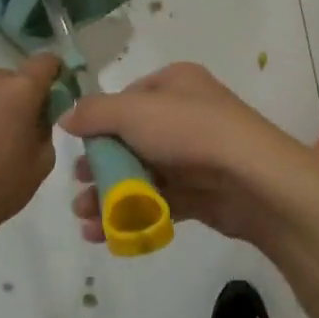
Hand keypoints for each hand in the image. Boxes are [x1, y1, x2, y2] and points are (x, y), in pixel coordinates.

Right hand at [59, 63, 318, 248]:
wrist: (252, 179)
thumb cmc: (189, 132)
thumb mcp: (133, 111)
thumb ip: (94, 113)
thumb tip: (67, 118)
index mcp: (175, 84)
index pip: (127, 99)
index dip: (100, 122)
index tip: (79, 146)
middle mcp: (186, 114)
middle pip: (131, 139)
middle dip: (100, 165)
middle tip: (77, 184)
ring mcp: (195, 155)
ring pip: (142, 174)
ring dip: (109, 195)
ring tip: (84, 217)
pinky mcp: (201, 192)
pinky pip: (157, 202)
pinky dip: (130, 215)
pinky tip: (103, 233)